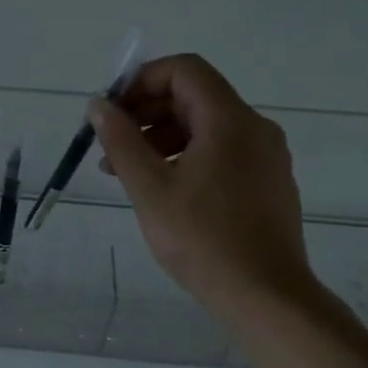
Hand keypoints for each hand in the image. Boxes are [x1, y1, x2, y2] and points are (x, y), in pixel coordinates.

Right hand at [91, 53, 316, 314]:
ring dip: (162, 138)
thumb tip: (99, 105)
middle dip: (147, 113)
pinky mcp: (267, 184)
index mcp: (229, 121)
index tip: (112, 111)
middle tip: (110, 145)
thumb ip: (121, 141)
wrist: (265, 296)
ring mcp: (265, 157)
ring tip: (126, 173)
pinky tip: (163, 190)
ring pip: (207, 127)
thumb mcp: (150, 189)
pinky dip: (187, 157)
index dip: (142, 81)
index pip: (184, 70)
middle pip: (194, 97)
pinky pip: (222, 152)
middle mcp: (255, 129)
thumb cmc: (202, 240)